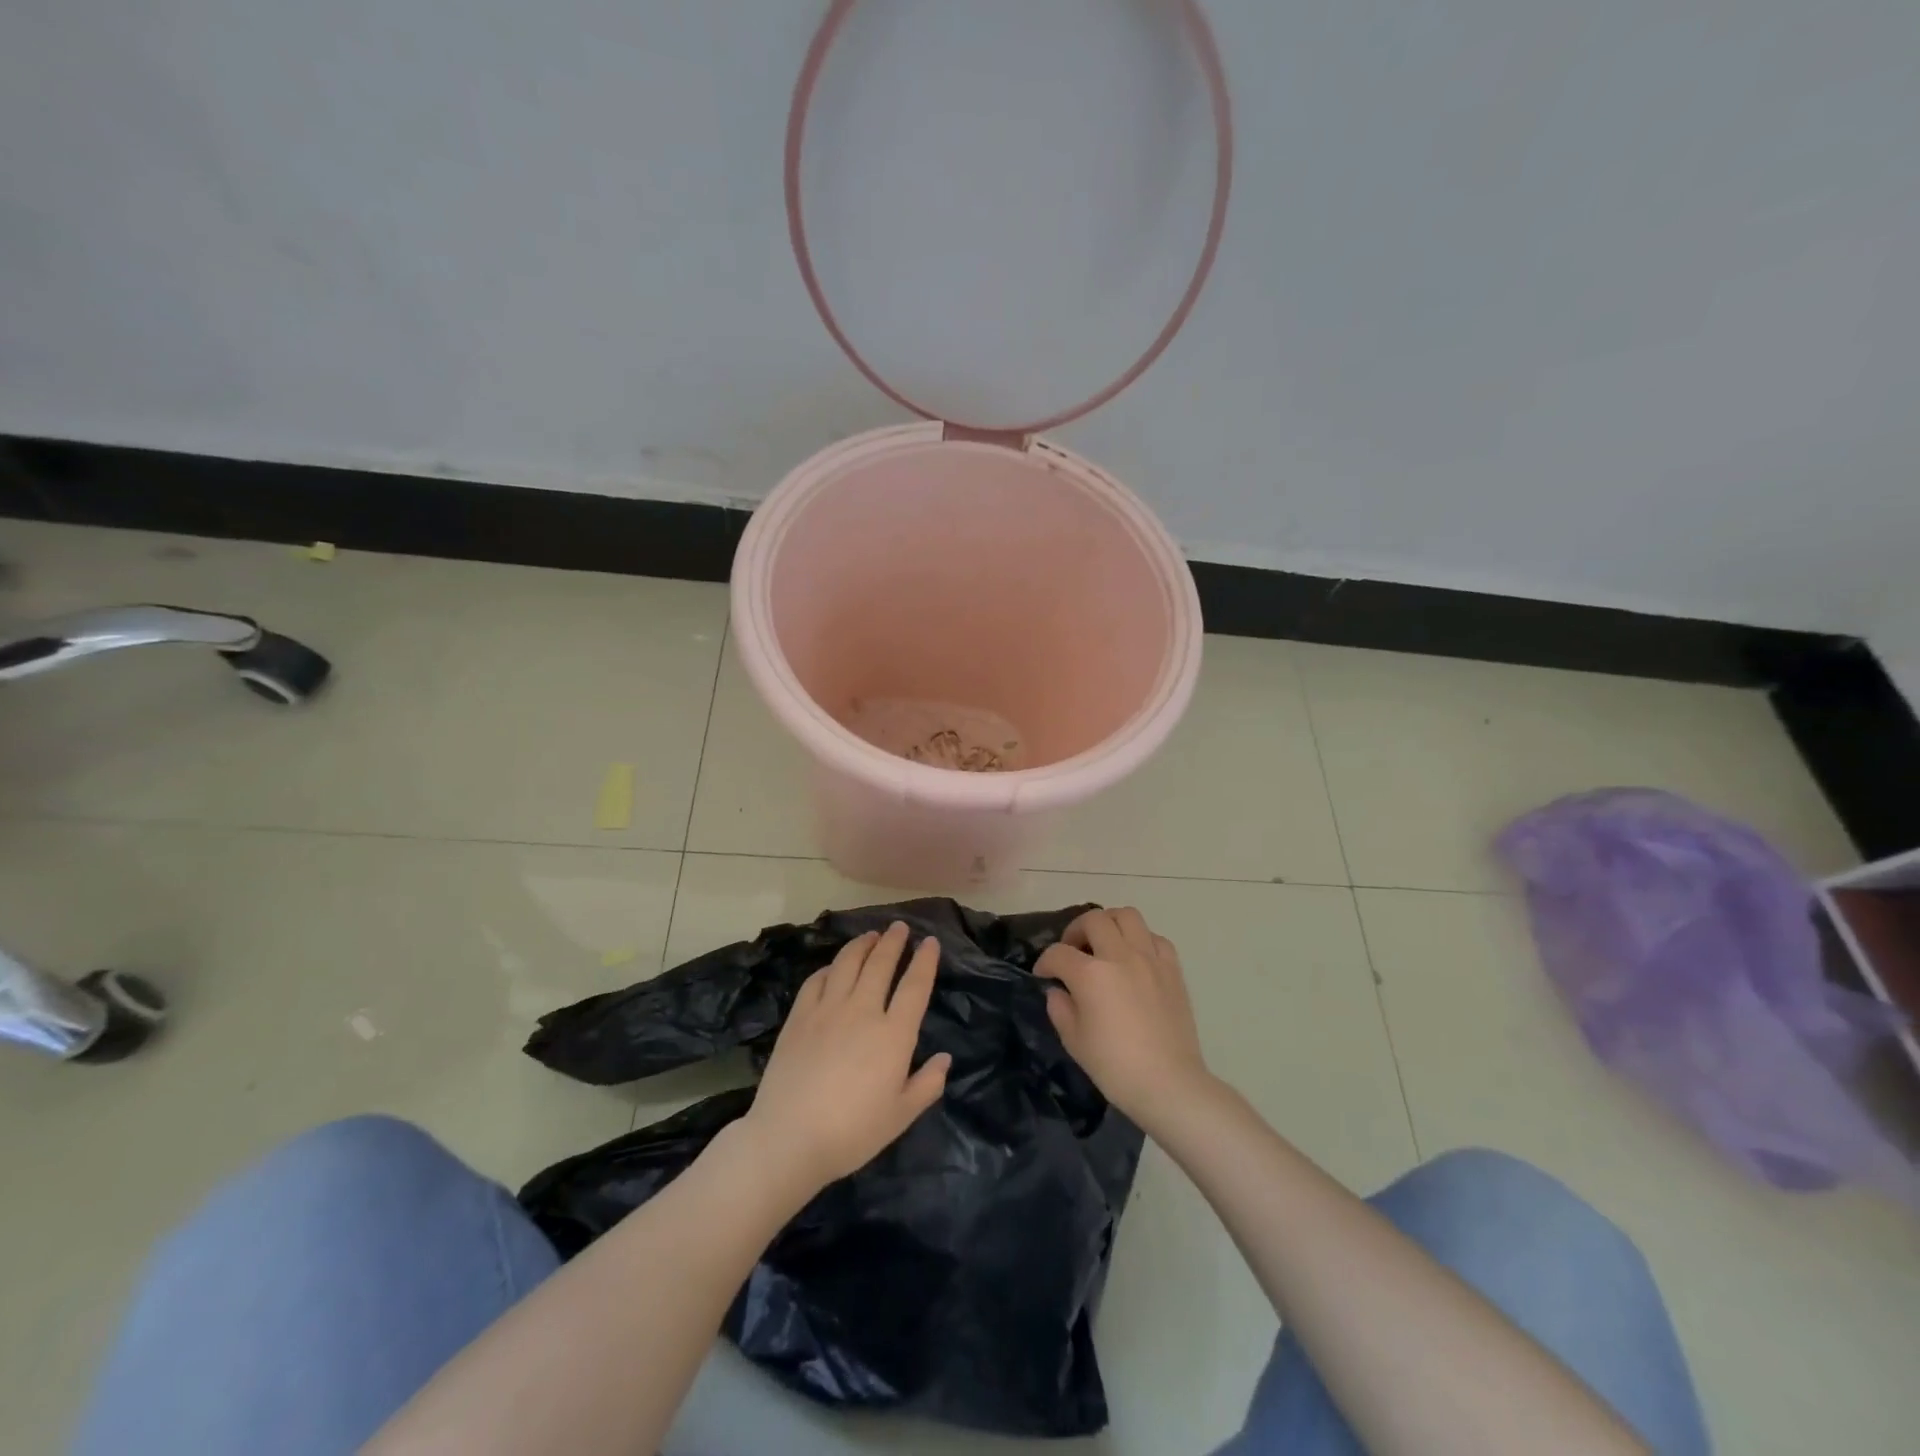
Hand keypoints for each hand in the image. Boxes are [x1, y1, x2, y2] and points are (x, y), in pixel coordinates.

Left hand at [741, 922, 951, 1194]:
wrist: (789, 1138)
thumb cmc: (852, 1133)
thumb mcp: (900, 1116)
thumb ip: (927, 1085)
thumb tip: (945, 1059)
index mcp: (894, 1034)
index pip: (915, 986)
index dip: (925, 960)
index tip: (930, 942)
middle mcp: (863, 1011)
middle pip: (881, 964)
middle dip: (893, 941)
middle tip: (900, 927)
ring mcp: (827, 1010)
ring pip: (848, 963)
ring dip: (862, 944)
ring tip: (870, 935)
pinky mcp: (799, 1017)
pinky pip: (816, 980)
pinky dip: (829, 967)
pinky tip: (833, 966)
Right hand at [1038, 907, 1211, 1124]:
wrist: (1169, 1084)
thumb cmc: (1115, 1067)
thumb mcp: (1074, 1041)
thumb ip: (1060, 1008)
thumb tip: (1059, 990)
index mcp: (1091, 975)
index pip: (1058, 953)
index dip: (1045, 962)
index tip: (1044, 975)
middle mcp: (1120, 956)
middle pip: (1093, 919)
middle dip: (1075, 931)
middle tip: (1073, 951)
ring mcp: (1150, 959)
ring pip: (1127, 915)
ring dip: (1110, 924)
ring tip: (1104, 944)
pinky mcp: (1172, 969)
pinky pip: (1155, 937)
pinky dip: (1141, 940)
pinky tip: (1135, 958)